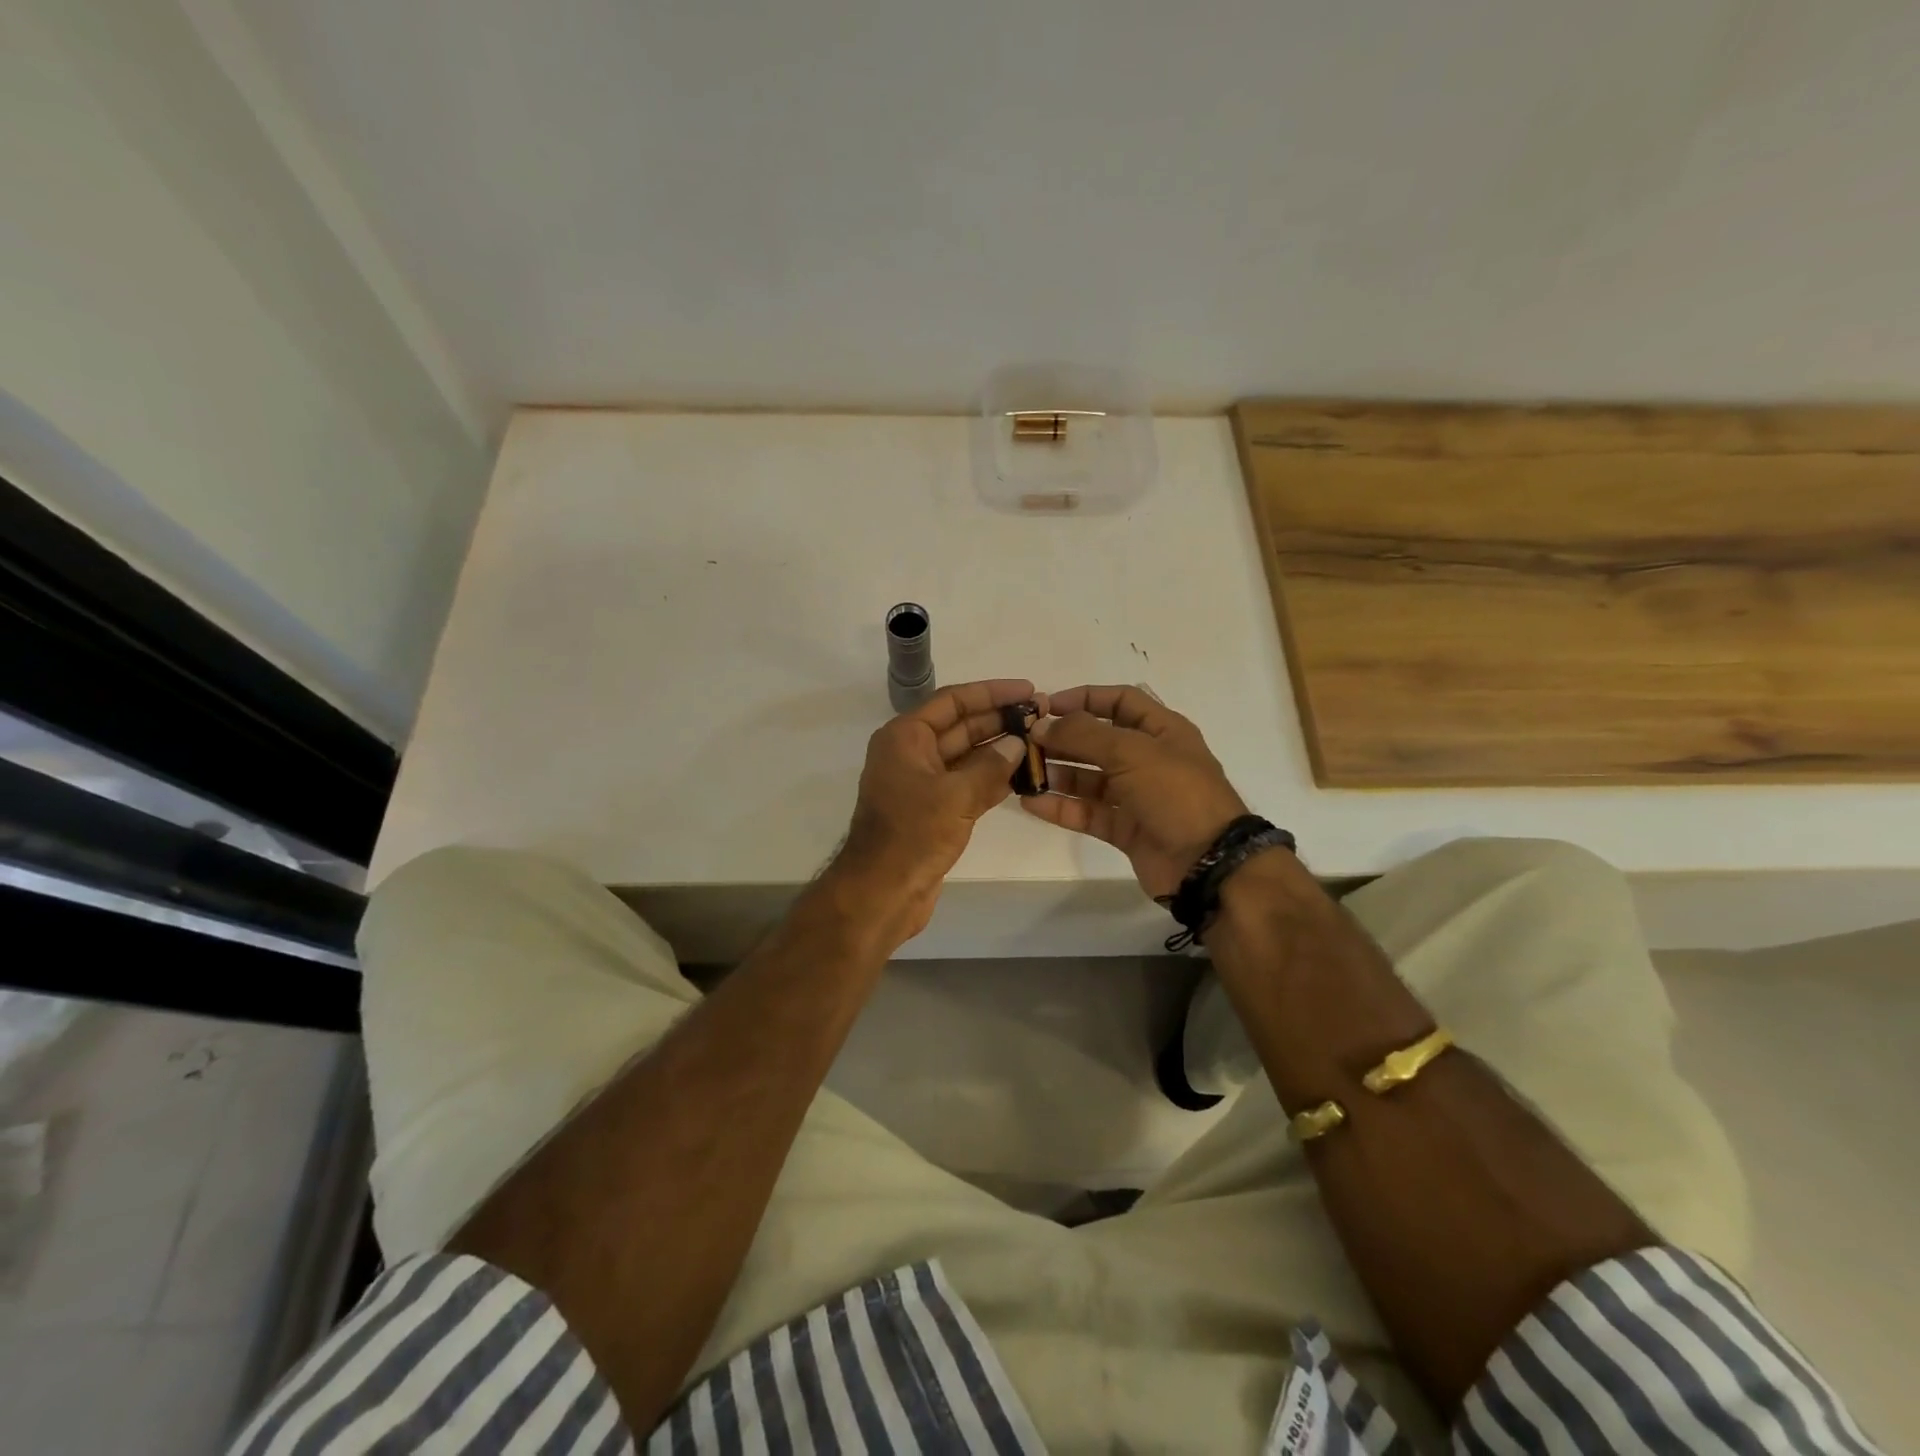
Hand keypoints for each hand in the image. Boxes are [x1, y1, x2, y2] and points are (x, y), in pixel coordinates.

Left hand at [831, 679, 1039, 942]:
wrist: (882, 893)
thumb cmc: (912, 835)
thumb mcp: (956, 795)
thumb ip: (990, 766)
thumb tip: (1017, 744)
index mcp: (905, 737)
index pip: (953, 701)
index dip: (991, 692)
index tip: (1028, 690)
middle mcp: (911, 753)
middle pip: (961, 726)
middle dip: (999, 719)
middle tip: (1042, 715)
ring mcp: (922, 783)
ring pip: (967, 756)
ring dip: (1000, 749)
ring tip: (1040, 741)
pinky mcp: (933, 810)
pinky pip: (967, 783)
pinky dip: (992, 778)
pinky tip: (1024, 775)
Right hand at [1023, 684, 1248, 898]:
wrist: (1207, 863)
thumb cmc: (1175, 793)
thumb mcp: (1131, 752)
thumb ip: (1083, 735)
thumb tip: (1042, 724)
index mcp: (1162, 730)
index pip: (1120, 701)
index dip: (1084, 698)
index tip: (1046, 706)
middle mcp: (1149, 759)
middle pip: (1098, 740)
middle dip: (1063, 738)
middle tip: (1024, 741)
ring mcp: (1136, 796)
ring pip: (1089, 778)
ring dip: (1057, 773)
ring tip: (1022, 772)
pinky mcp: (1124, 828)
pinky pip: (1087, 812)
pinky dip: (1061, 806)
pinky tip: (1031, 802)